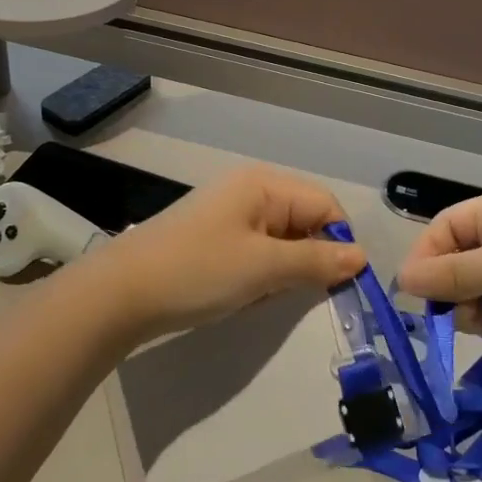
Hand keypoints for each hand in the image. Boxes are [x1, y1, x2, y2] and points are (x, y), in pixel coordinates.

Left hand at [95, 165, 364, 341]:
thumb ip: (316, 261)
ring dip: (282, 272)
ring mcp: (230, 215)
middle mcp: (250, 192)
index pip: (324, 205)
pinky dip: (260, 277)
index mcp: (264, 185)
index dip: (338, 242)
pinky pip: (257, 254)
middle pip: (304, 221)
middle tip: (294, 294)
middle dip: (307, 260)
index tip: (339, 285)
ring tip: (261, 296)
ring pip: (282, 243)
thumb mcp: (263, 267)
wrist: (121, 294)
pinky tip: (242, 297)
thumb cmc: (198, 271)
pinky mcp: (215, 239)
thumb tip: (361, 258)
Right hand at [396, 189, 481, 367]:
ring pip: (473, 287)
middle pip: (457, 257)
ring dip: (467, 306)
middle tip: (444, 312)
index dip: (427, 254)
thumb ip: (451, 274)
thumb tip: (402, 280)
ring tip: (477, 323)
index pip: (447, 225)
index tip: (412, 289)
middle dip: (447, 284)